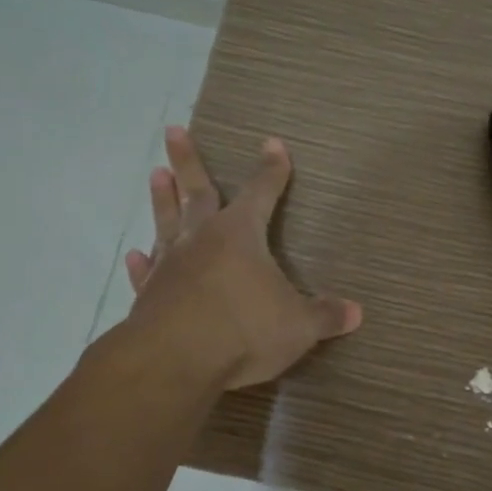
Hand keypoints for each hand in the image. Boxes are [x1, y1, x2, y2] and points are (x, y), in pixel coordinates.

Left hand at [123, 128, 361, 390]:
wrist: (175, 360)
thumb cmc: (245, 330)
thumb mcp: (299, 326)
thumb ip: (325, 316)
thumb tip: (356, 313)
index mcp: (241, 235)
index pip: (262, 193)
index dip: (271, 170)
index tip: (273, 145)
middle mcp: (202, 240)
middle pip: (197, 191)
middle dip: (188, 161)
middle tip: (173, 130)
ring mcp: (171, 266)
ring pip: (167, 222)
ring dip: (162, 199)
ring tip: (155, 173)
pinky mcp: (148, 295)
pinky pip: (146, 271)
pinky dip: (141, 263)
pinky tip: (135, 254)